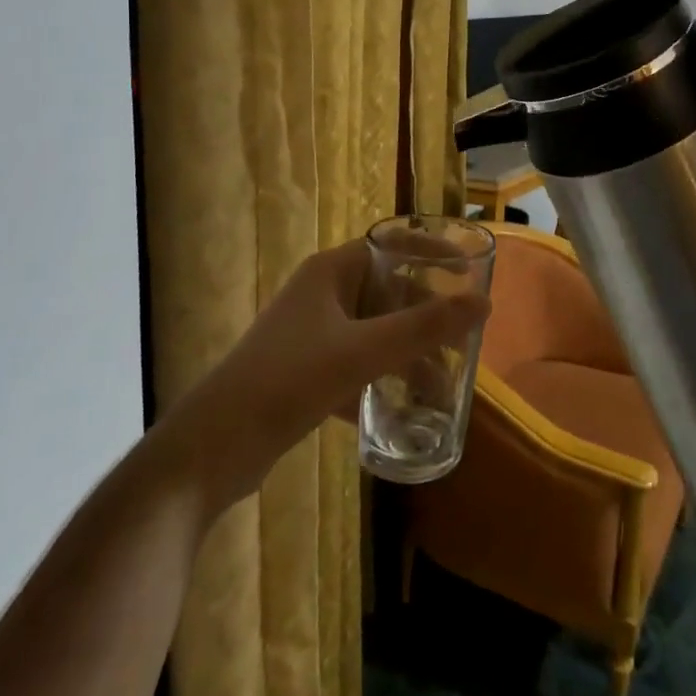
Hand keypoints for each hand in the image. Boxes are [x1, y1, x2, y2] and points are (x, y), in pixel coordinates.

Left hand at [159, 239, 489, 510]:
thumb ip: (425, 328)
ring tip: (440, 387)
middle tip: (462, 341)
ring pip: (375, 333)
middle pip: (388, 292)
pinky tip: (400, 414)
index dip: (431, 250)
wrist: (210, 450)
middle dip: (426, 317)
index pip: (392, 244)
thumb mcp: (363, 352)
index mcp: (331, 272)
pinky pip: (357, 366)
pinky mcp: (305, 373)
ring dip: (407, 356)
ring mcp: (311, 335)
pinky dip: (380, 383)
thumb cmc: (288, 381)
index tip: (469, 268)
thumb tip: (484, 302)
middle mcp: (322, 295)